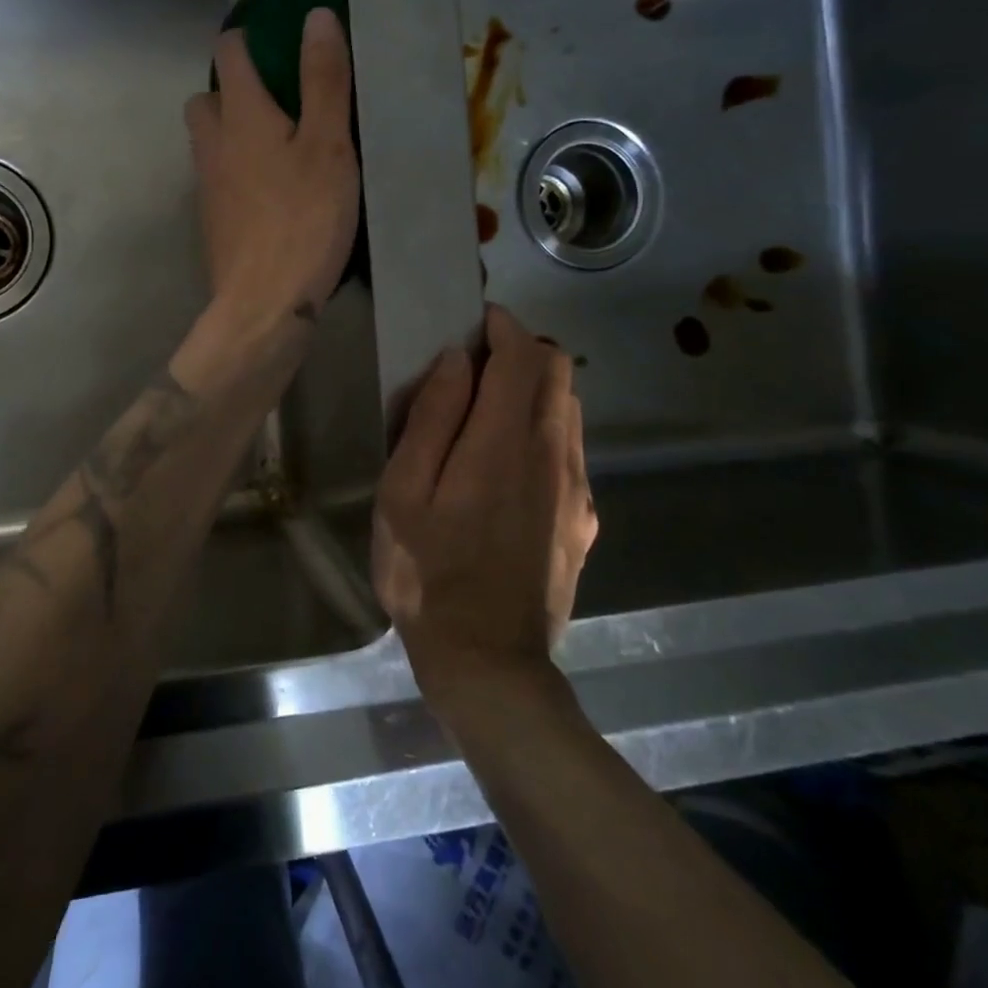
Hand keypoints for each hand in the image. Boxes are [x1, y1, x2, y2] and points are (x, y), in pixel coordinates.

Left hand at [184, 9, 359, 329]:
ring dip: (230, 132)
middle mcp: (213, 144)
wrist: (264, 303)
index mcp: (241, 116)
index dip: (246, 39)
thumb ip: (323, 81)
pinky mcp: (212, 220)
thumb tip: (316, 17)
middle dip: (230, 90)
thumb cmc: (304, 220)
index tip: (274, 42)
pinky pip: (216, 178)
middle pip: (205, 99)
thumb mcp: (329, 146)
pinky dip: (234, 171)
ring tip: (277, 146)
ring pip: (207, 141)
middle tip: (276, 102)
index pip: (228, 54)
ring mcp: (207, 186)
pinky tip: (269, 192)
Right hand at [372, 306, 597, 693]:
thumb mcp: (403, 493)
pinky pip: (569, 449)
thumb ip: (432, 419)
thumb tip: (454, 362)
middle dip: (521, 350)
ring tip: (484, 412)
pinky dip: (542, 429)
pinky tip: (504, 465)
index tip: (472, 324)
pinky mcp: (584, 520)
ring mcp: (578, 490)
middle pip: (560, 371)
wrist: (489, 663)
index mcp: (506, 442)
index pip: (524, 355)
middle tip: (473, 366)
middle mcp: (555, 455)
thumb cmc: (427, 573)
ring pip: (569, 409)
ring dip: (533, 390)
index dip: (501, 327)